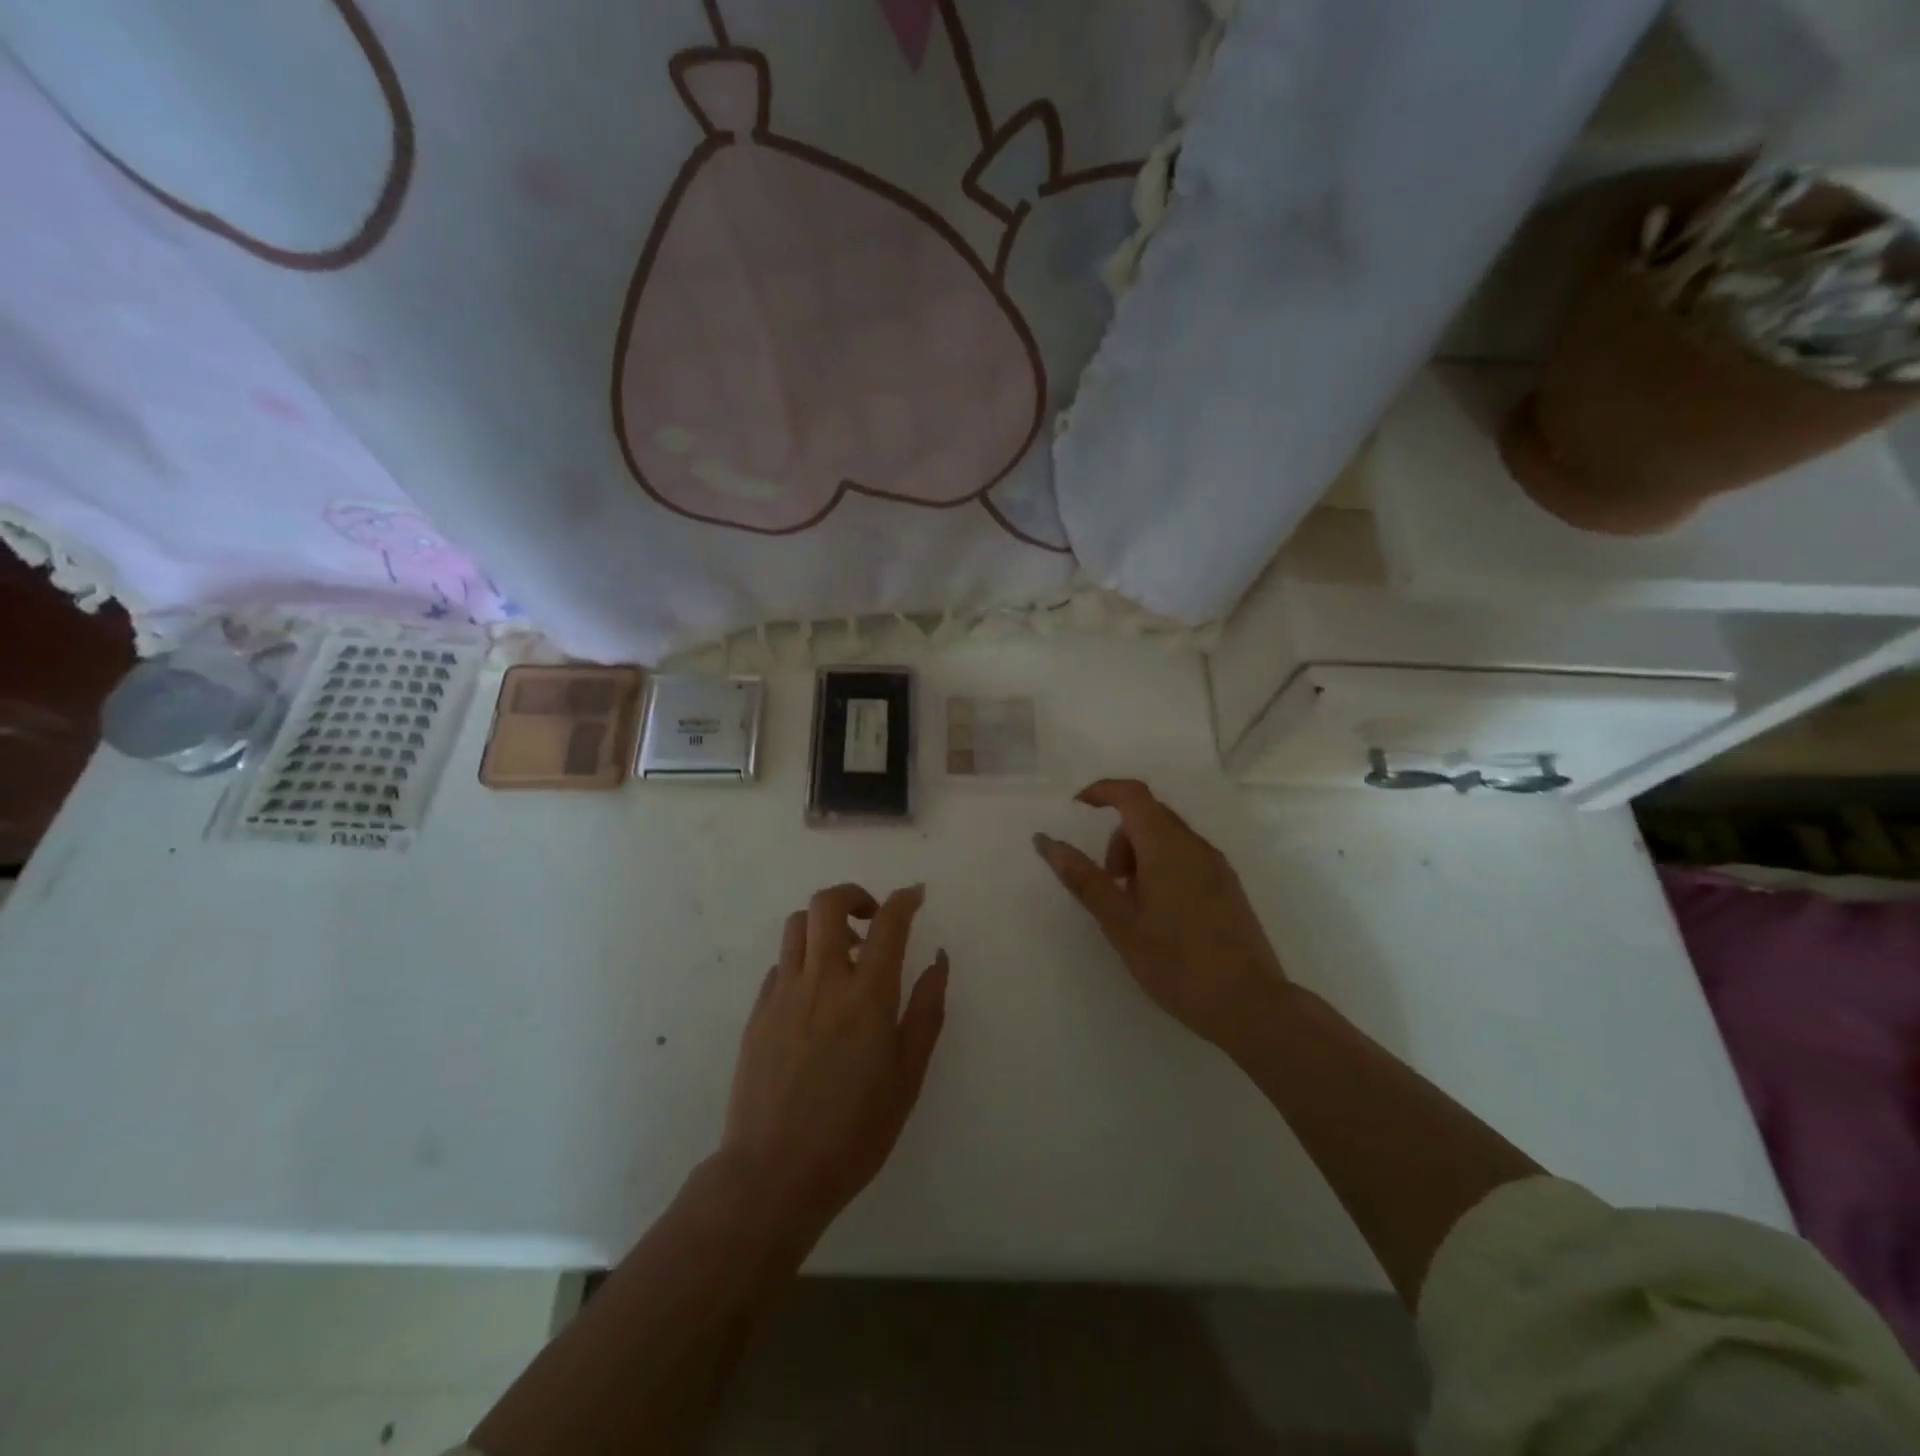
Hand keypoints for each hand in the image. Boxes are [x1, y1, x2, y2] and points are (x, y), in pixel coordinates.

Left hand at [718, 883, 948, 1241]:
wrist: (773, 1173)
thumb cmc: (854, 1131)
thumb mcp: (907, 1076)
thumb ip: (925, 1011)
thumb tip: (938, 960)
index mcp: (866, 995)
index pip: (888, 923)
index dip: (904, 899)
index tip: (916, 895)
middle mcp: (822, 980)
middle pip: (828, 903)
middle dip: (854, 895)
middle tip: (872, 918)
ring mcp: (783, 993)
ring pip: (797, 925)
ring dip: (823, 924)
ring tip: (842, 955)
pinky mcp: (757, 1011)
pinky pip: (781, 963)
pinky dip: (802, 960)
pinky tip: (814, 995)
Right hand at [1035, 779, 1285, 1052]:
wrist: (1250, 1005)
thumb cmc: (1176, 963)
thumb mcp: (1119, 923)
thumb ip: (1083, 878)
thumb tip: (1046, 841)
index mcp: (1167, 846)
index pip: (1132, 794)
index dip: (1102, 792)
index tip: (1076, 808)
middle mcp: (1195, 846)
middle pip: (1149, 815)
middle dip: (1119, 837)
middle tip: (1107, 882)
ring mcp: (1217, 866)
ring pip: (1168, 837)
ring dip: (1140, 854)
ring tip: (1133, 906)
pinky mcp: (1228, 887)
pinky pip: (1186, 857)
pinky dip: (1162, 867)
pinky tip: (1160, 915)